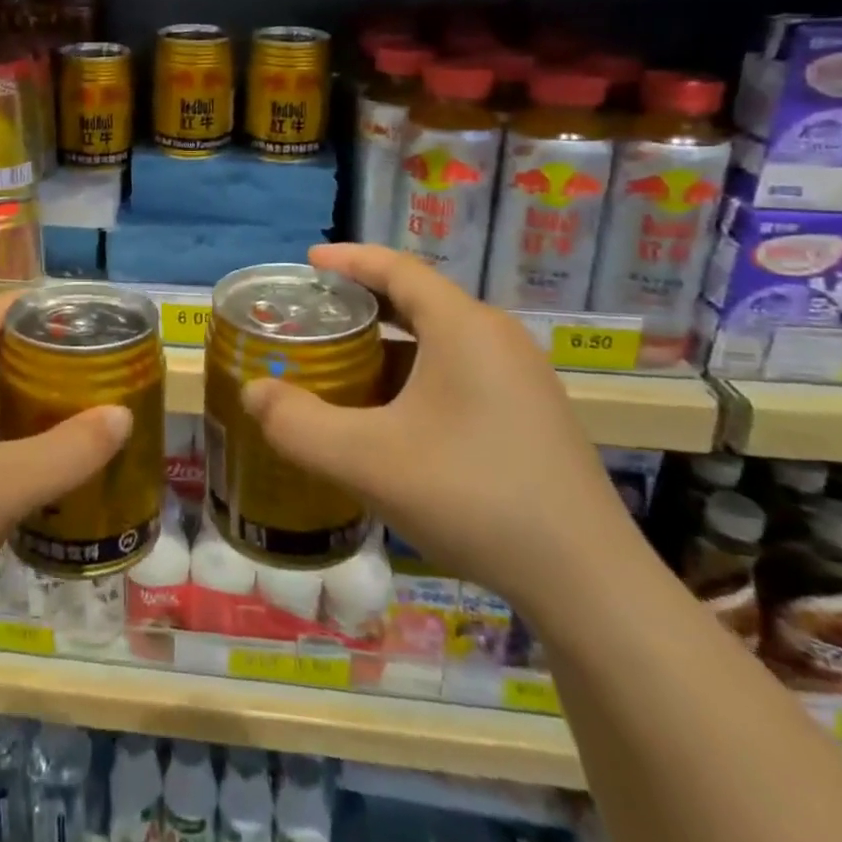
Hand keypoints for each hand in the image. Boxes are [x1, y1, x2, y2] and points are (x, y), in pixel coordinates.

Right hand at [240, 243, 639, 618]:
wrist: (588, 582)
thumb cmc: (472, 496)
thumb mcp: (366, 461)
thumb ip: (297, 424)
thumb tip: (253, 393)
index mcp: (463, 327)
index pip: (397, 268)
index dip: (349, 259)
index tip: (308, 261)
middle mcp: (497, 338)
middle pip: (419, 299)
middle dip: (363, 303)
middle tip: (316, 318)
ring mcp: (521, 377)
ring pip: (441, 338)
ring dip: (390, 344)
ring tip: (345, 366)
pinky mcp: (532, 413)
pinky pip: (461, 369)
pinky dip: (417, 374)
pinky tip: (394, 417)